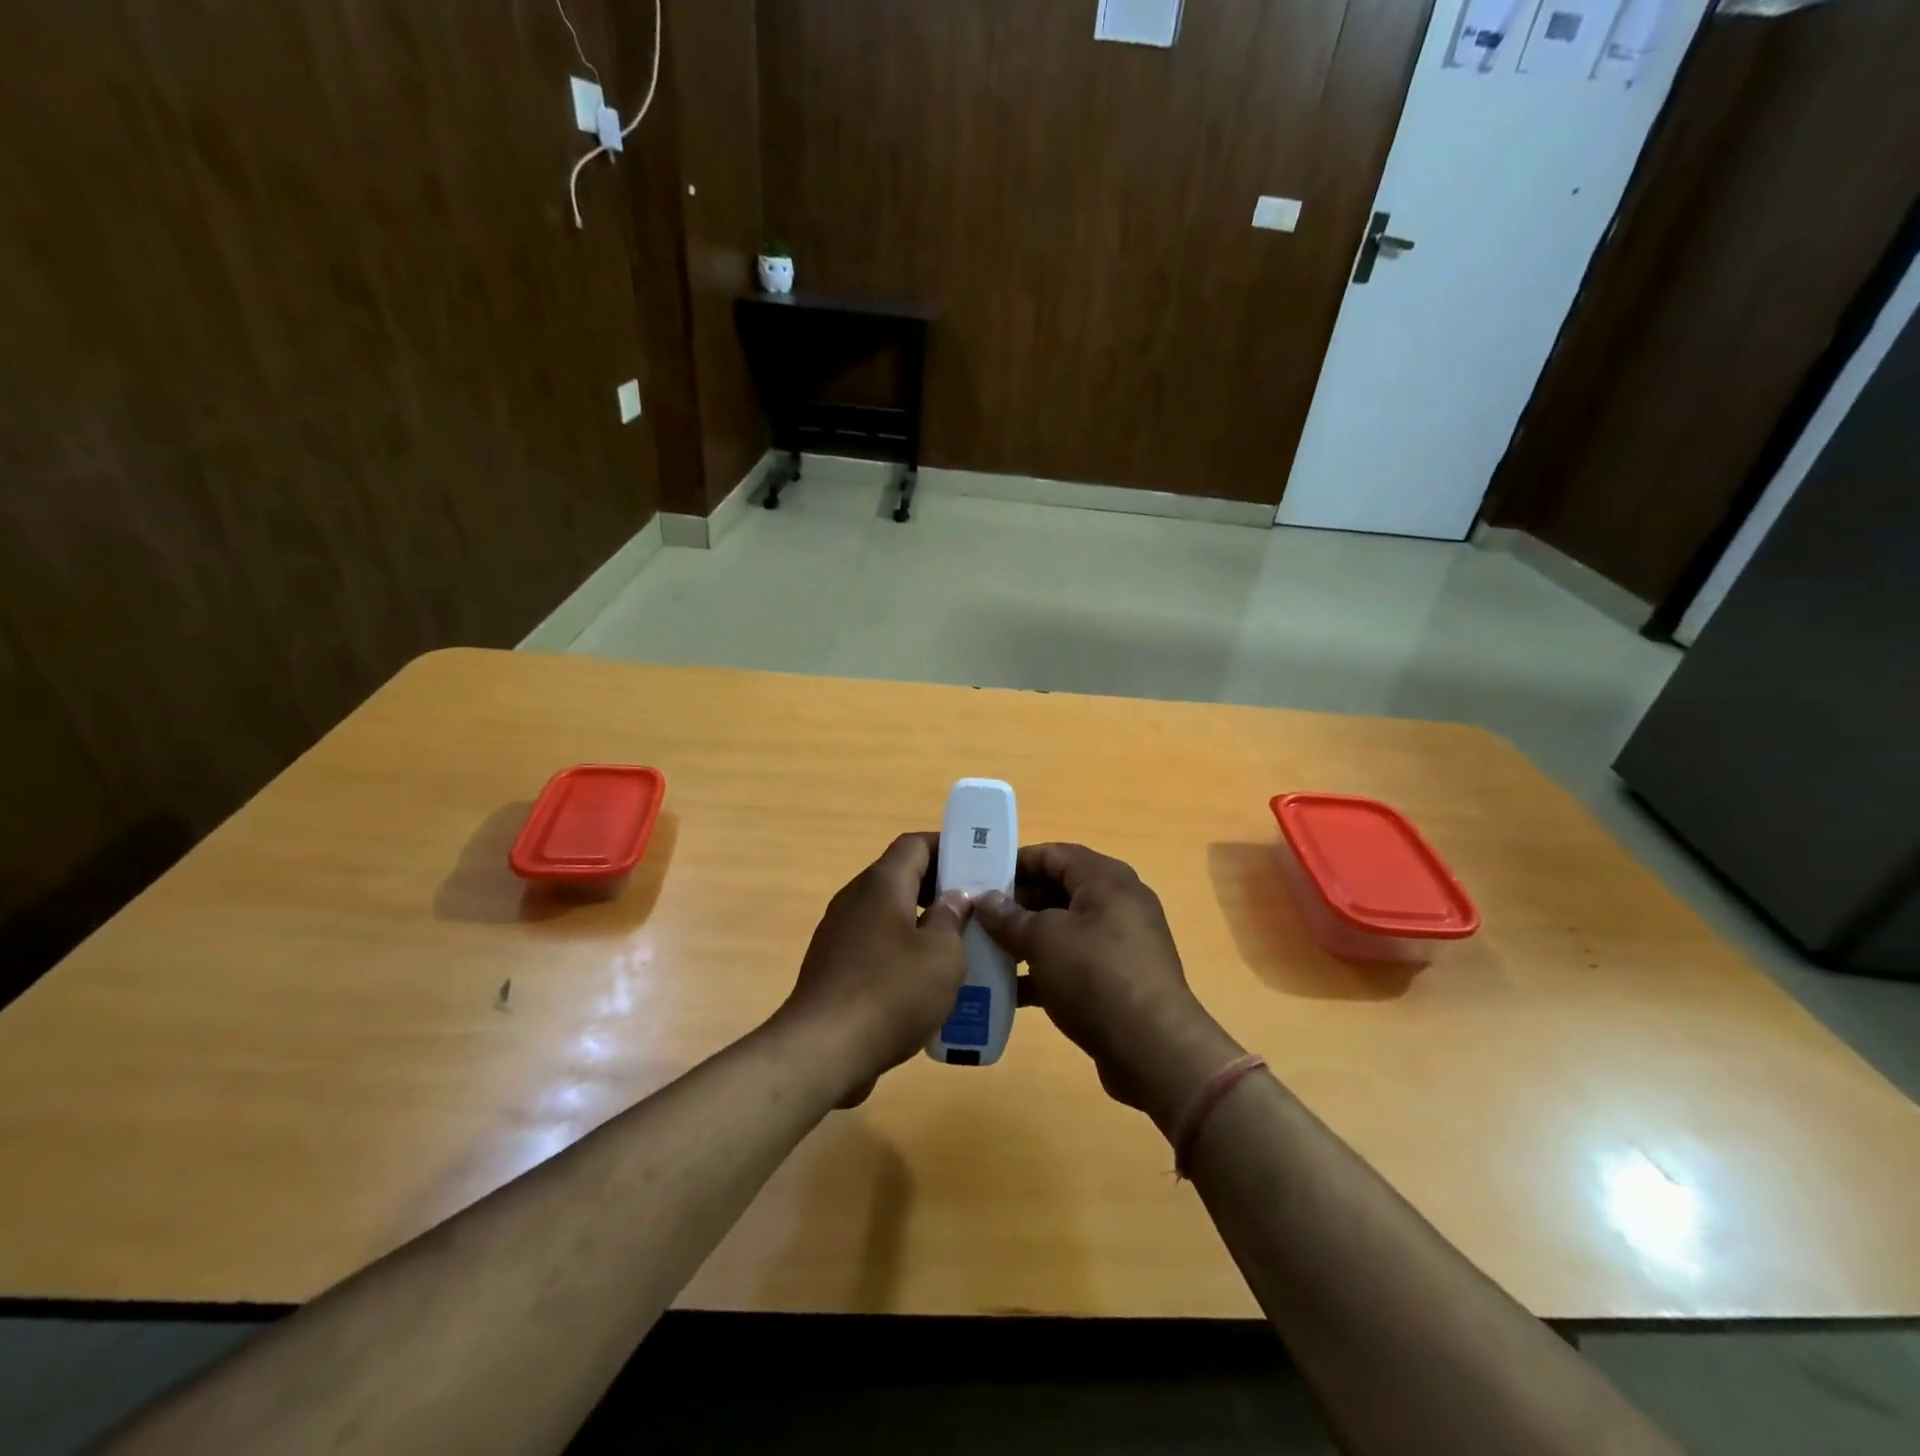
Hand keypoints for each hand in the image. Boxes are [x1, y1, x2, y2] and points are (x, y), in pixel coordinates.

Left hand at [776, 833, 971, 1107]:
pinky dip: (901, 953)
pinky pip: (875, 945)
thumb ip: (952, 918)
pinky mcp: (833, 967)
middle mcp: (855, 899)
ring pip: (889, 914)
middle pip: (901, 878)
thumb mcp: (941, 955)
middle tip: (976, 911)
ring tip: (958, 949)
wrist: (822, 1050)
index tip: (978, 864)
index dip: (948, 847)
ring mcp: (839, 933)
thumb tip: (955, 897)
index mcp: (881, 884)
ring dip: (922, 925)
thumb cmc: (891, 992)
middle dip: (939, 889)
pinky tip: (924, 984)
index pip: (915, 844)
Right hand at [975, 844, 1243, 1131]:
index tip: (978, 878)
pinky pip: (1075, 962)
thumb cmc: (1095, 975)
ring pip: (1064, 929)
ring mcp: (1121, 942)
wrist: (1153, 1048)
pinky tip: (1011, 991)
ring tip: (986, 952)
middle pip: (1058, 890)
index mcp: (1105, 879)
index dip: (1015, 863)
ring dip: (1027, 939)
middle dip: (1017, 904)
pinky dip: (1045, 970)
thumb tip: (986, 900)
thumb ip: (1010, 917)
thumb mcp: (1043, 939)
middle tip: (977, 919)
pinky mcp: (1120, 978)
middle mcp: (1118, 902)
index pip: (1053, 854)